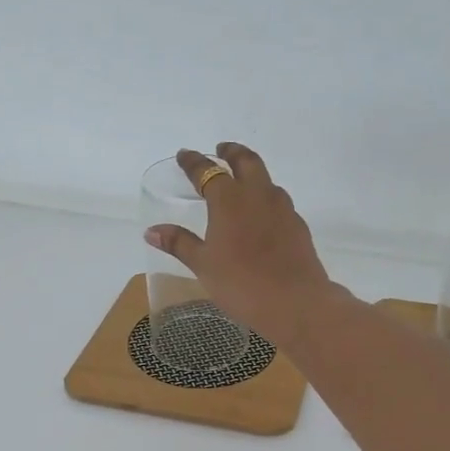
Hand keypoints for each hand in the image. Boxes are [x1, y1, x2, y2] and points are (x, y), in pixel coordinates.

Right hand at [143, 142, 337, 346]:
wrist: (294, 301)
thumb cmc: (241, 283)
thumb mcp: (203, 265)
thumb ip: (179, 243)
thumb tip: (151, 231)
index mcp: (229, 200)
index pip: (207, 171)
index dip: (193, 162)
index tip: (184, 155)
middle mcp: (257, 195)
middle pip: (246, 161)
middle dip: (231, 152)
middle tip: (222, 150)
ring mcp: (282, 208)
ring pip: (266, 179)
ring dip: (252, 173)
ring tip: (242, 181)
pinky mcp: (297, 225)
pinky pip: (279, 201)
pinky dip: (266, 198)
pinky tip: (262, 214)